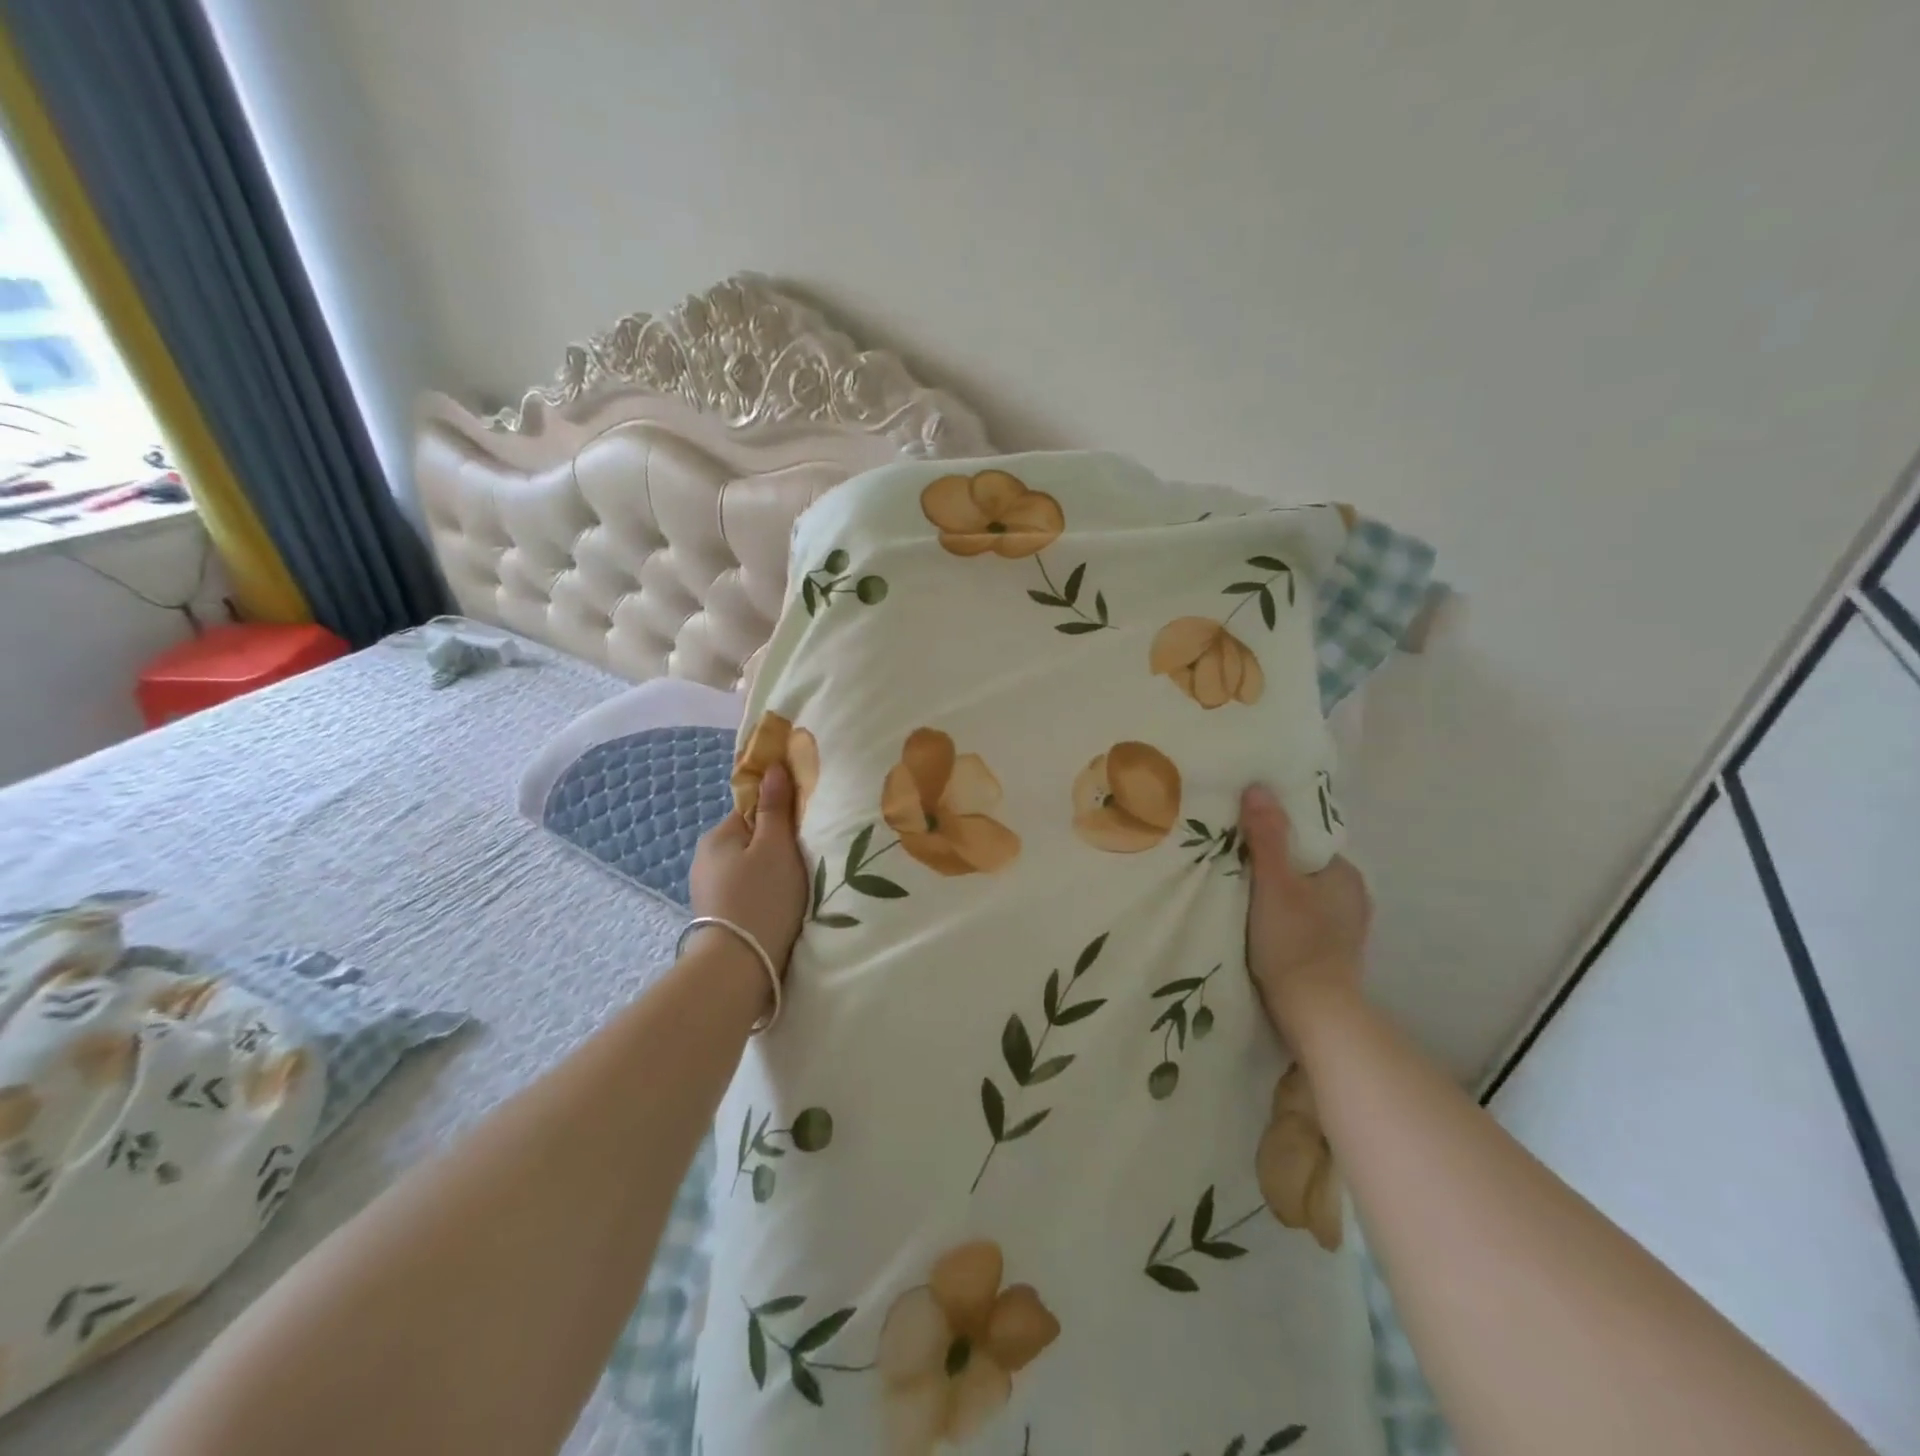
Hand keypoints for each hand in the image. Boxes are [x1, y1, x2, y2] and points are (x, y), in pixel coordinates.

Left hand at [689, 764, 808, 975]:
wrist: (739, 966)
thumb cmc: (762, 898)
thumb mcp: (776, 846)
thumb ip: (776, 807)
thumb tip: (773, 767)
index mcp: (718, 836)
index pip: (753, 809)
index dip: (780, 816)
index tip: (803, 831)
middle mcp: (705, 858)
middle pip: (750, 839)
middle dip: (775, 847)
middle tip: (803, 863)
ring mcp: (707, 889)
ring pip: (747, 867)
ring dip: (768, 873)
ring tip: (793, 890)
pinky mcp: (716, 915)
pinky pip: (744, 891)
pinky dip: (760, 895)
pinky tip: (777, 909)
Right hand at [1239, 783, 1371, 1043]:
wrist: (1314, 1015)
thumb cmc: (1294, 943)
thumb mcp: (1274, 884)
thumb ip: (1267, 836)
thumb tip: (1258, 787)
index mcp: (1345, 874)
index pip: (1305, 839)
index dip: (1274, 832)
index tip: (1240, 832)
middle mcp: (1351, 897)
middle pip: (1301, 867)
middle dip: (1271, 862)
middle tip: (1229, 859)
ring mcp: (1342, 928)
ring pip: (1299, 895)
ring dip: (1273, 891)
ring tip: (1236, 889)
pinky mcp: (1328, 953)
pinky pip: (1299, 919)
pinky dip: (1279, 915)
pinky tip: (1255, 921)